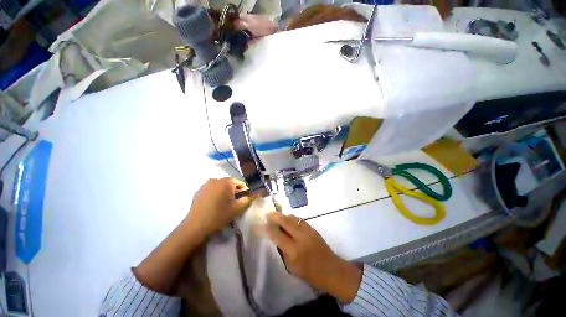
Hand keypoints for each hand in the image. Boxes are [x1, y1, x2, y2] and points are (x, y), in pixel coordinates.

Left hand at [187, 178, 253, 235]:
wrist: (196, 226)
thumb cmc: (220, 215)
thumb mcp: (238, 208)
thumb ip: (247, 199)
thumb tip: (250, 196)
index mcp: (227, 182)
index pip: (239, 182)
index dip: (244, 190)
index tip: (245, 198)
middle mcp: (216, 179)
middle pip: (229, 183)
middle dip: (234, 190)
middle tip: (235, 201)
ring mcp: (205, 185)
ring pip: (219, 186)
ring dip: (224, 192)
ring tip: (224, 203)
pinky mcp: (198, 191)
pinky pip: (211, 190)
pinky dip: (215, 194)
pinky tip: (214, 204)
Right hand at [265, 212, 361, 302]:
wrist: (332, 270)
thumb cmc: (310, 274)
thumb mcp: (292, 267)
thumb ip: (283, 250)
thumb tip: (276, 237)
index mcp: (294, 251)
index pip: (277, 235)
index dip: (268, 229)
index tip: (261, 224)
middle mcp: (301, 237)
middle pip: (286, 222)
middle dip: (276, 217)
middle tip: (268, 214)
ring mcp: (308, 231)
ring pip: (293, 219)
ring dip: (284, 216)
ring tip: (276, 216)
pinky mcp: (313, 228)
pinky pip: (299, 220)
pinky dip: (292, 218)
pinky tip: (288, 219)